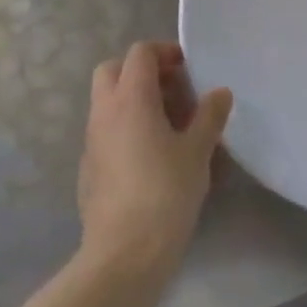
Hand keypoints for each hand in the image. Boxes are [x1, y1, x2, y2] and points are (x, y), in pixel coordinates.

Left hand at [78, 42, 232, 279]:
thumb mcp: (198, 151)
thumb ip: (209, 116)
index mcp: (131, 98)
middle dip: (141, 71)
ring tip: (169, 124)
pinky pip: (105, 131)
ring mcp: (91, 140)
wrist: (124, 254)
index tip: (188, 68)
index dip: (164, 52)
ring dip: (134, 100)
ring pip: (107, 101)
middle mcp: (105, 112)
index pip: (140, 53)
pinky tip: (151, 155)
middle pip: (112, 69)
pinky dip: (125, 127)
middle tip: (173, 90)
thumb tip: (219, 93)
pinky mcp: (88, 168)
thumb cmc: (166, 192)